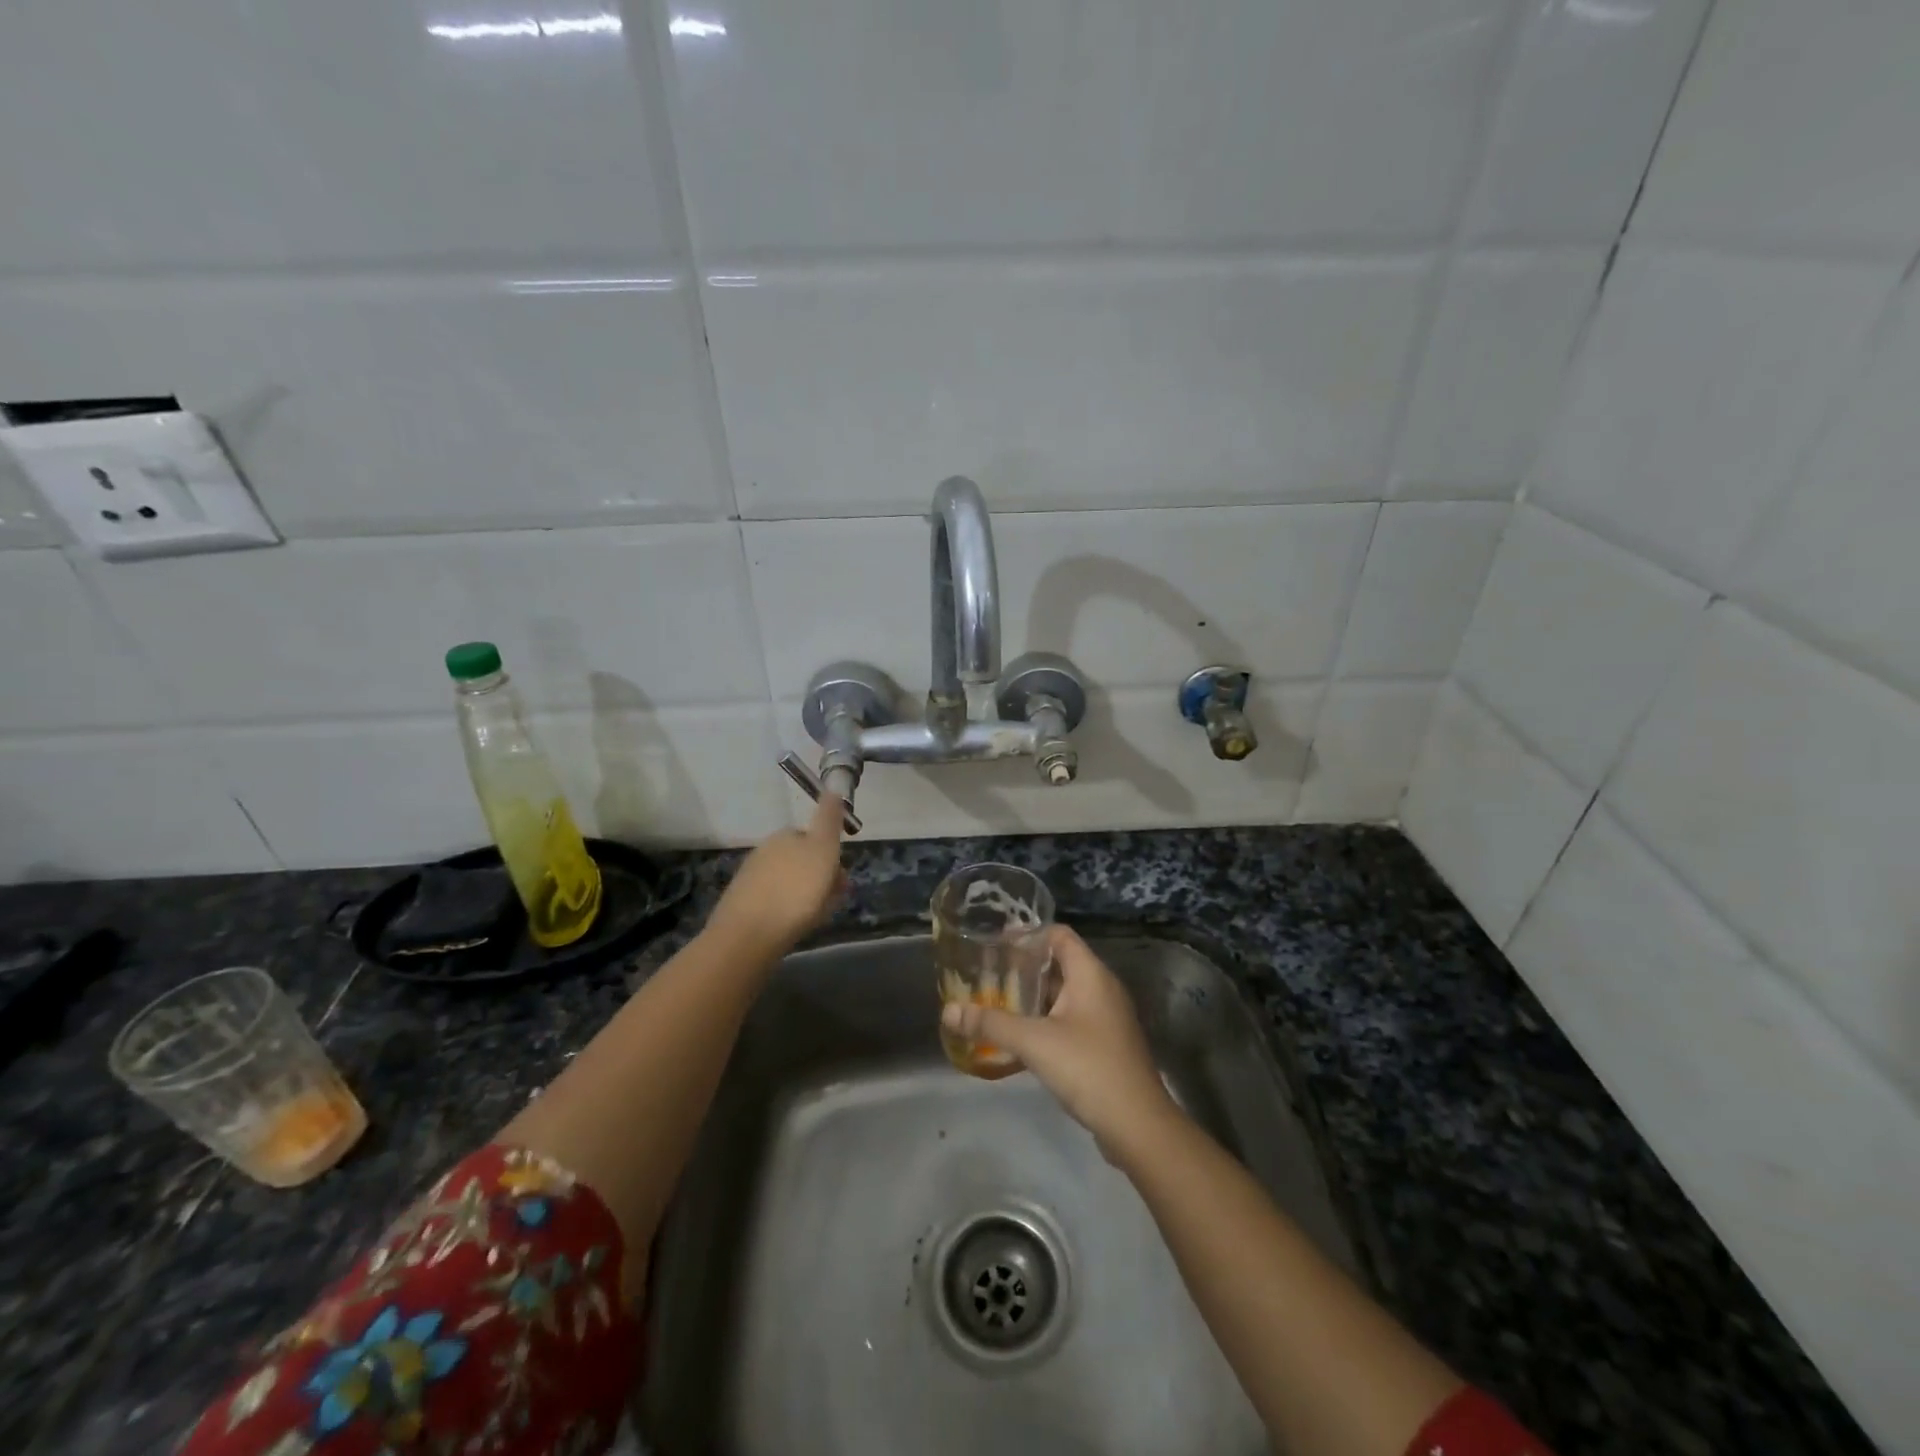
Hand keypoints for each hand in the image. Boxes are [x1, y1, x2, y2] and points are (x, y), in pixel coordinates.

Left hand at [706, 793, 847, 961]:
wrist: (749, 935)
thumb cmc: (796, 890)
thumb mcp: (823, 849)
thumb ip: (829, 819)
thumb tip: (832, 788)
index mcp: (785, 836)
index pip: (814, 836)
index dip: (831, 856)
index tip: (840, 877)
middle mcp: (767, 850)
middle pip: (803, 860)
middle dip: (819, 876)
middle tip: (832, 899)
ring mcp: (752, 877)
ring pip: (790, 881)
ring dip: (805, 894)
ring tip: (814, 917)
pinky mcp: (743, 904)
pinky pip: (776, 901)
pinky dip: (787, 909)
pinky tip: (792, 926)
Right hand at [942, 925, 1180, 1154]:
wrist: (1137, 1125)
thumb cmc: (1088, 1068)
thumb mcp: (1033, 1042)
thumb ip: (990, 1024)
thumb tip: (949, 1011)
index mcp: (1091, 974)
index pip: (1059, 935)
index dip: (1028, 934)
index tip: (996, 944)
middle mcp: (1102, 988)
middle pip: (1060, 964)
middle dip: (1025, 968)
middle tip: (989, 975)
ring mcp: (1107, 1018)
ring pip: (1065, 995)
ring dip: (1034, 997)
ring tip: (998, 1003)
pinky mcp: (1106, 1044)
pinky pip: (1072, 1019)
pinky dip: (1047, 1020)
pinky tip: (1022, 1038)